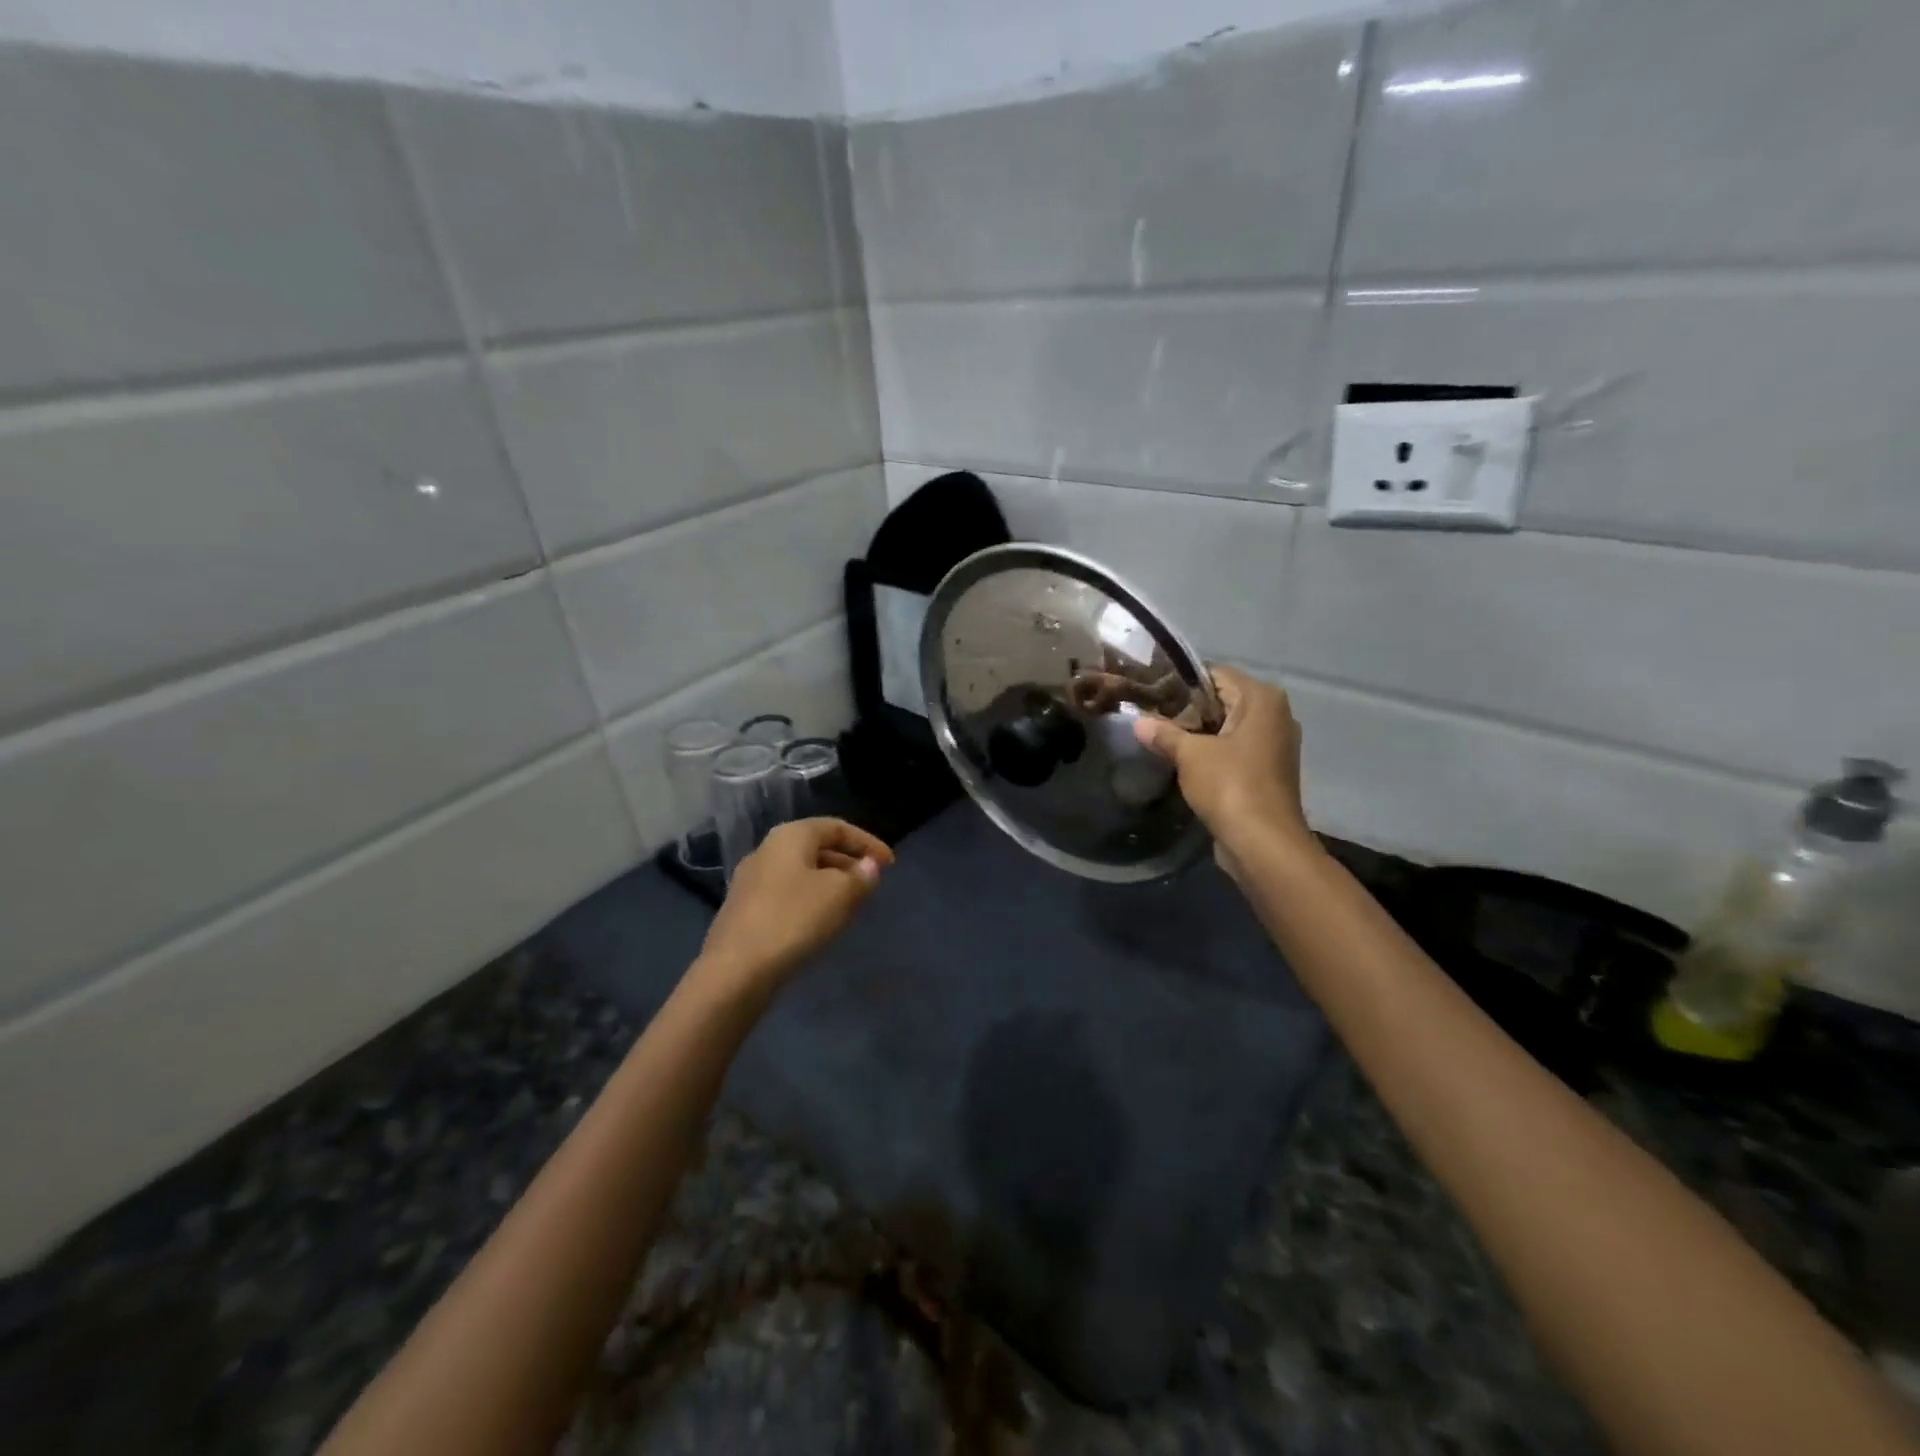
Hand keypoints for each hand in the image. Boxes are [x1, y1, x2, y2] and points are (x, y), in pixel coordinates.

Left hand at [696, 818, 894, 995]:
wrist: (735, 970)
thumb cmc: (794, 919)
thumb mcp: (840, 895)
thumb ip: (861, 877)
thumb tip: (869, 866)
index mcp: (790, 836)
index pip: (836, 827)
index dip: (867, 842)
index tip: (890, 864)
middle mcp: (766, 850)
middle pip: (816, 847)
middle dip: (848, 861)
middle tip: (871, 882)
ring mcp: (750, 880)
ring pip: (800, 872)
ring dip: (829, 882)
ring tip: (851, 903)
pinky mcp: (744, 910)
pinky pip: (786, 893)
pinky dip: (810, 899)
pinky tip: (820, 922)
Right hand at [1132, 665, 1310, 858]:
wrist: (1263, 843)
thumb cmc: (1230, 786)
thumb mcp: (1189, 755)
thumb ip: (1164, 733)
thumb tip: (1138, 721)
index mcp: (1262, 699)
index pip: (1215, 674)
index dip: (1181, 681)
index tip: (1150, 690)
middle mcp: (1275, 715)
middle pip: (1222, 699)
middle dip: (1187, 708)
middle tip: (1149, 713)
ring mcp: (1274, 744)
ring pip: (1227, 726)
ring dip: (1197, 732)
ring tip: (1159, 735)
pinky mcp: (1267, 770)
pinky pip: (1234, 749)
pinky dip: (1211, 751)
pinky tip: (1181, 759)